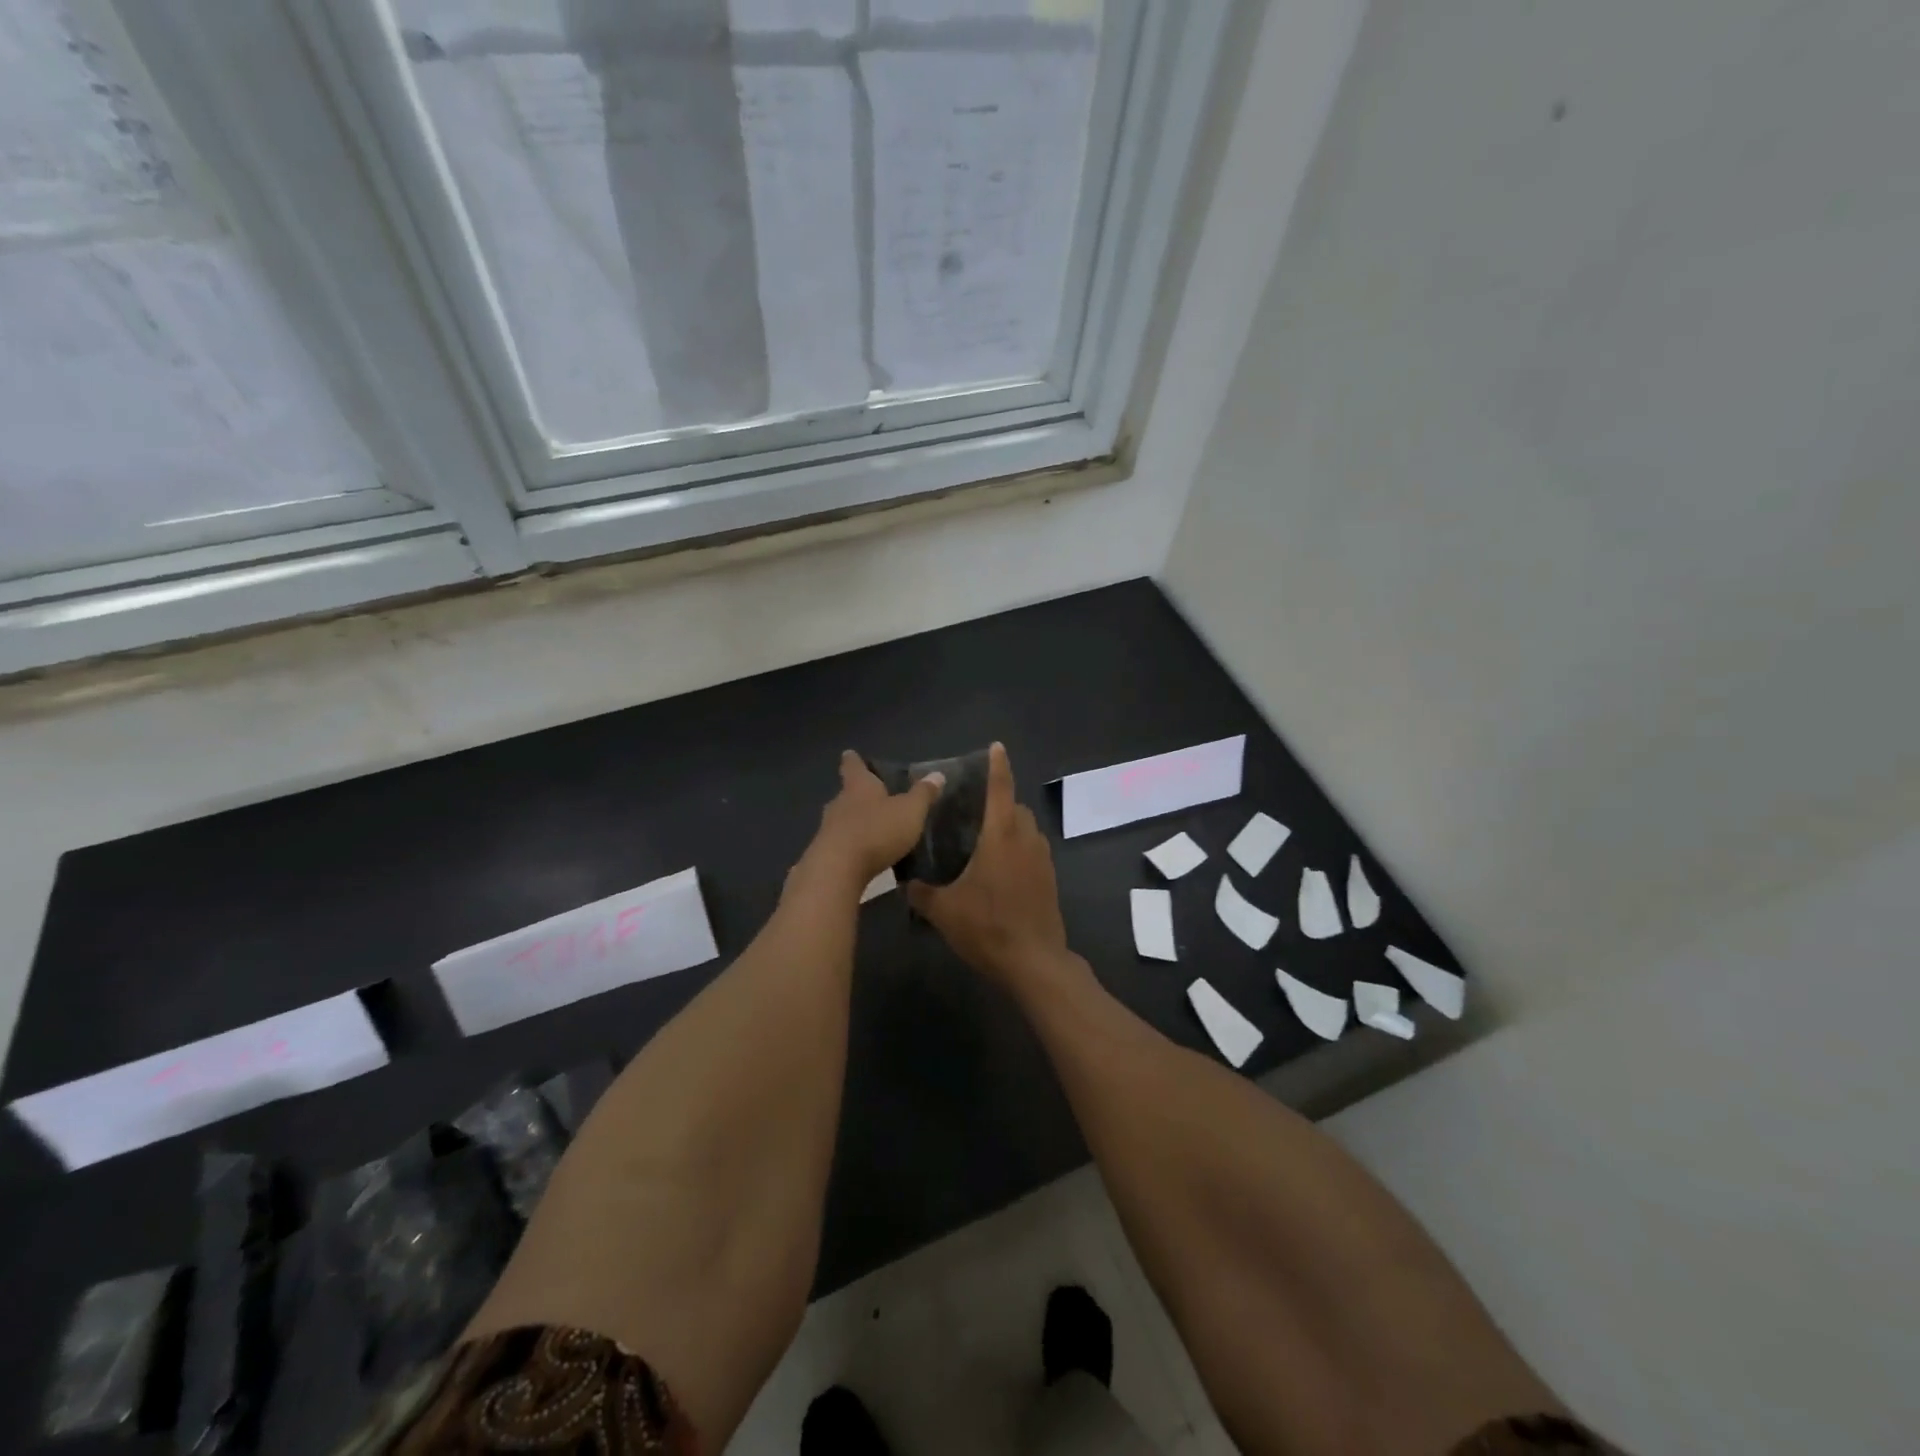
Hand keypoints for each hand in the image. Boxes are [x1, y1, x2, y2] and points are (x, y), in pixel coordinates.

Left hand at [796, 751, 945, 894]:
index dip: (854, 760)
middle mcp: (839, 802)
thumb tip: (937, 774)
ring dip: (856, 823)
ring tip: (874, 829)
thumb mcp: (910, 811)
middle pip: (847, 793)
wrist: (838, 870)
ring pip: (842, 819)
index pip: (853, 766)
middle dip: (859, 796)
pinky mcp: (824, 854)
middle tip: (875, 798)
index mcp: (859, 786)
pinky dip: (852, 846)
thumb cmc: (876, 831)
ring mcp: (828, 828)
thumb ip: (923, 794)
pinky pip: (841, 844)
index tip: (850, 755)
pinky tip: (864, 856)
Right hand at [907, 744, 1071, 987]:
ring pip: (1028, 829)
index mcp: (1001, 836)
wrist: (1034, 962)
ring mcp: (1042, 859)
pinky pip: (1034, 851)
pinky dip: (1019, 848)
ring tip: (985, 839)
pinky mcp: (1050, 879)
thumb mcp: (944, 911)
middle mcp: (1026, 839)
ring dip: (1011, 826)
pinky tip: (1000, 870)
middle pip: (1016, 807)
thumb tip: (905, 884)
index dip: (998, 765)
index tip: (996, 746)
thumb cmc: (988, 927)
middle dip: (999, 802)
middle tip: (973, 810)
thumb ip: (922, 893)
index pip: (1000, 789)